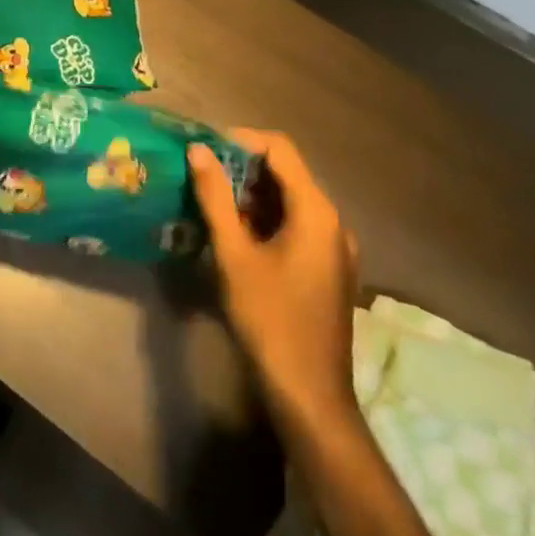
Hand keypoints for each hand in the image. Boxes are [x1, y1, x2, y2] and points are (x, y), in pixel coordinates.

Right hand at [189, 129, 358, 422]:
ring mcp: (335, 247)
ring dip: (252, 193)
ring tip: (211, 200)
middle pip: (287, 172)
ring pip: (290, 199)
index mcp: (316, 212)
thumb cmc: (269, 319)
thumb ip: (216, 197)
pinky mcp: (329, 268)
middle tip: (201, 173)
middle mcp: (334, 222)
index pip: (280, 149)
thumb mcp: (234, 254)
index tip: (205, 148)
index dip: (241, 139)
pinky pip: (297, 224)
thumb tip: (199, 150)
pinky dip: (266, 217)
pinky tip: (235, 233)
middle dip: (242, 166)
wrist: (309, 396)